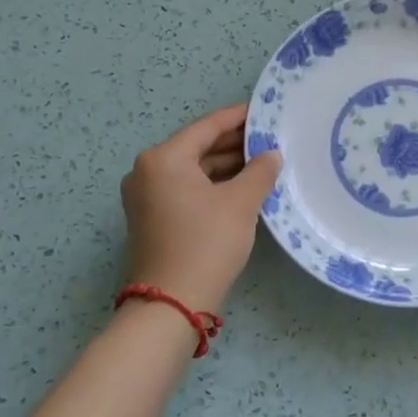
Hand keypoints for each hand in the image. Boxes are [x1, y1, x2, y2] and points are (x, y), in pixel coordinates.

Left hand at [121, 104, 282, 314]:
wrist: (172, 304)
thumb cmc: (206, 243)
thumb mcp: (241, 203)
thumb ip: (259, 171)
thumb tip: (271, 155)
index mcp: (163, 158)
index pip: (207, 126)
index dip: (239, 118)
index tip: (265, 112)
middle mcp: (147, 171)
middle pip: (197, 146)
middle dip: (234, 143)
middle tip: (270, 139)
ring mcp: (146, 196)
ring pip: (192, 169)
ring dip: (225, 166)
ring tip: (263, 162)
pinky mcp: (152, 218)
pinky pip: (186, 188)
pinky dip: (212, 184)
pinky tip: (242, 187)